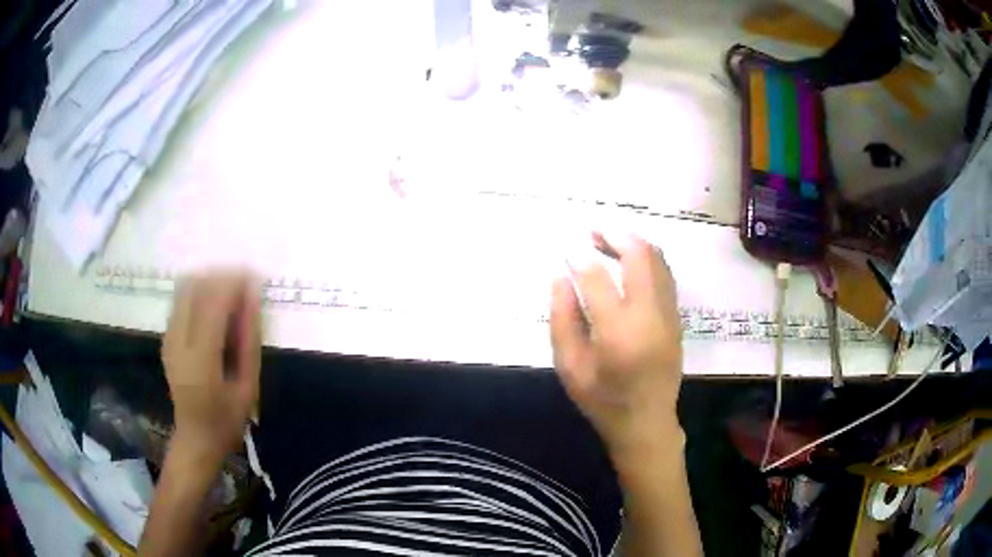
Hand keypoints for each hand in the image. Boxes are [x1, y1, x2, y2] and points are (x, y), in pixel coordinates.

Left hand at [162, 271, 261, 462]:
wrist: (195, 437)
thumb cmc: (228, 419)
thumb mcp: (248, 386)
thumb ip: (249, 340)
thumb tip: (253, 297)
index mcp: (201, 360)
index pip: (213, 304)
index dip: (234, 283)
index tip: (255, 276)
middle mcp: (178, 342)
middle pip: (195, 288)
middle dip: (221, 277)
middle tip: (244, 283)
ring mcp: (168, 337)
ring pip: (185, 288)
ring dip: (209, 281)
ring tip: (231, 293)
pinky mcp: (166, 336)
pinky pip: (181, 299)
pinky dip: (199, 292)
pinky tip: (214, 306)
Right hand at [550, 233, 683, 462]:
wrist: (647, 423)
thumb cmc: (602, 400)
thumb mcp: (569, 367)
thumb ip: (562, 319)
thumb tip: (560, 276)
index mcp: (618, 332)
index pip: (597, 279)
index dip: (579, 259)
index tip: (567, 249)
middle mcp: (649, 316)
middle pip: (639, 257)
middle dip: (615, 235)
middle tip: (593, 230)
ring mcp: (668, 315)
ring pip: (657, 261)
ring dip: (634, 243)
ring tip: (610, 240)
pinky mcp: (676, 318)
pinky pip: (665, 275)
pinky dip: (648, 258)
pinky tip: (631, 260)